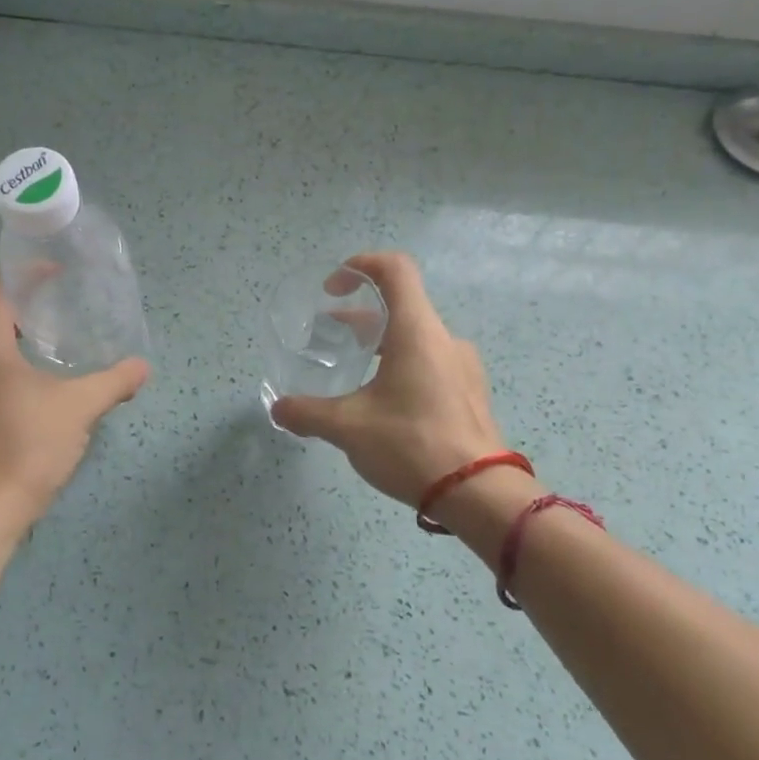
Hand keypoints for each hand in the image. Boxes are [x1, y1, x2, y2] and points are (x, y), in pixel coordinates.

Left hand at [0, 271, 149, 537]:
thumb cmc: (27, 447)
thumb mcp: (79, 409)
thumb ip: (113, 382)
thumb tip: (142, 368)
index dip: (25, 272)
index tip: (56, 270)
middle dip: (26, 307)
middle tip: (64, 307)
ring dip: (16, 339)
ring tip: (54, 345)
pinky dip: (7, 367)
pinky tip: (35, 388)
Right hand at [270, 252, 510, 507]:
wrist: (480, 494)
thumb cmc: (411, 445)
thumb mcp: (348, 427)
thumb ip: (307, 413)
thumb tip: (278, 409)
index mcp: (417, 331)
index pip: (395, 269)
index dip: (360, 265)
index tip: (333, 288)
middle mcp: (444, 339)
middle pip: (401, 305)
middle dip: (359, 315)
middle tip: (329, 334)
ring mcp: (462, 367)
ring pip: (415, 337)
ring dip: (381, 342)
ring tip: (353, 369)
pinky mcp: (470, 393)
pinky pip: (431, 362)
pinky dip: (402, 365)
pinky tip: (384, 402)